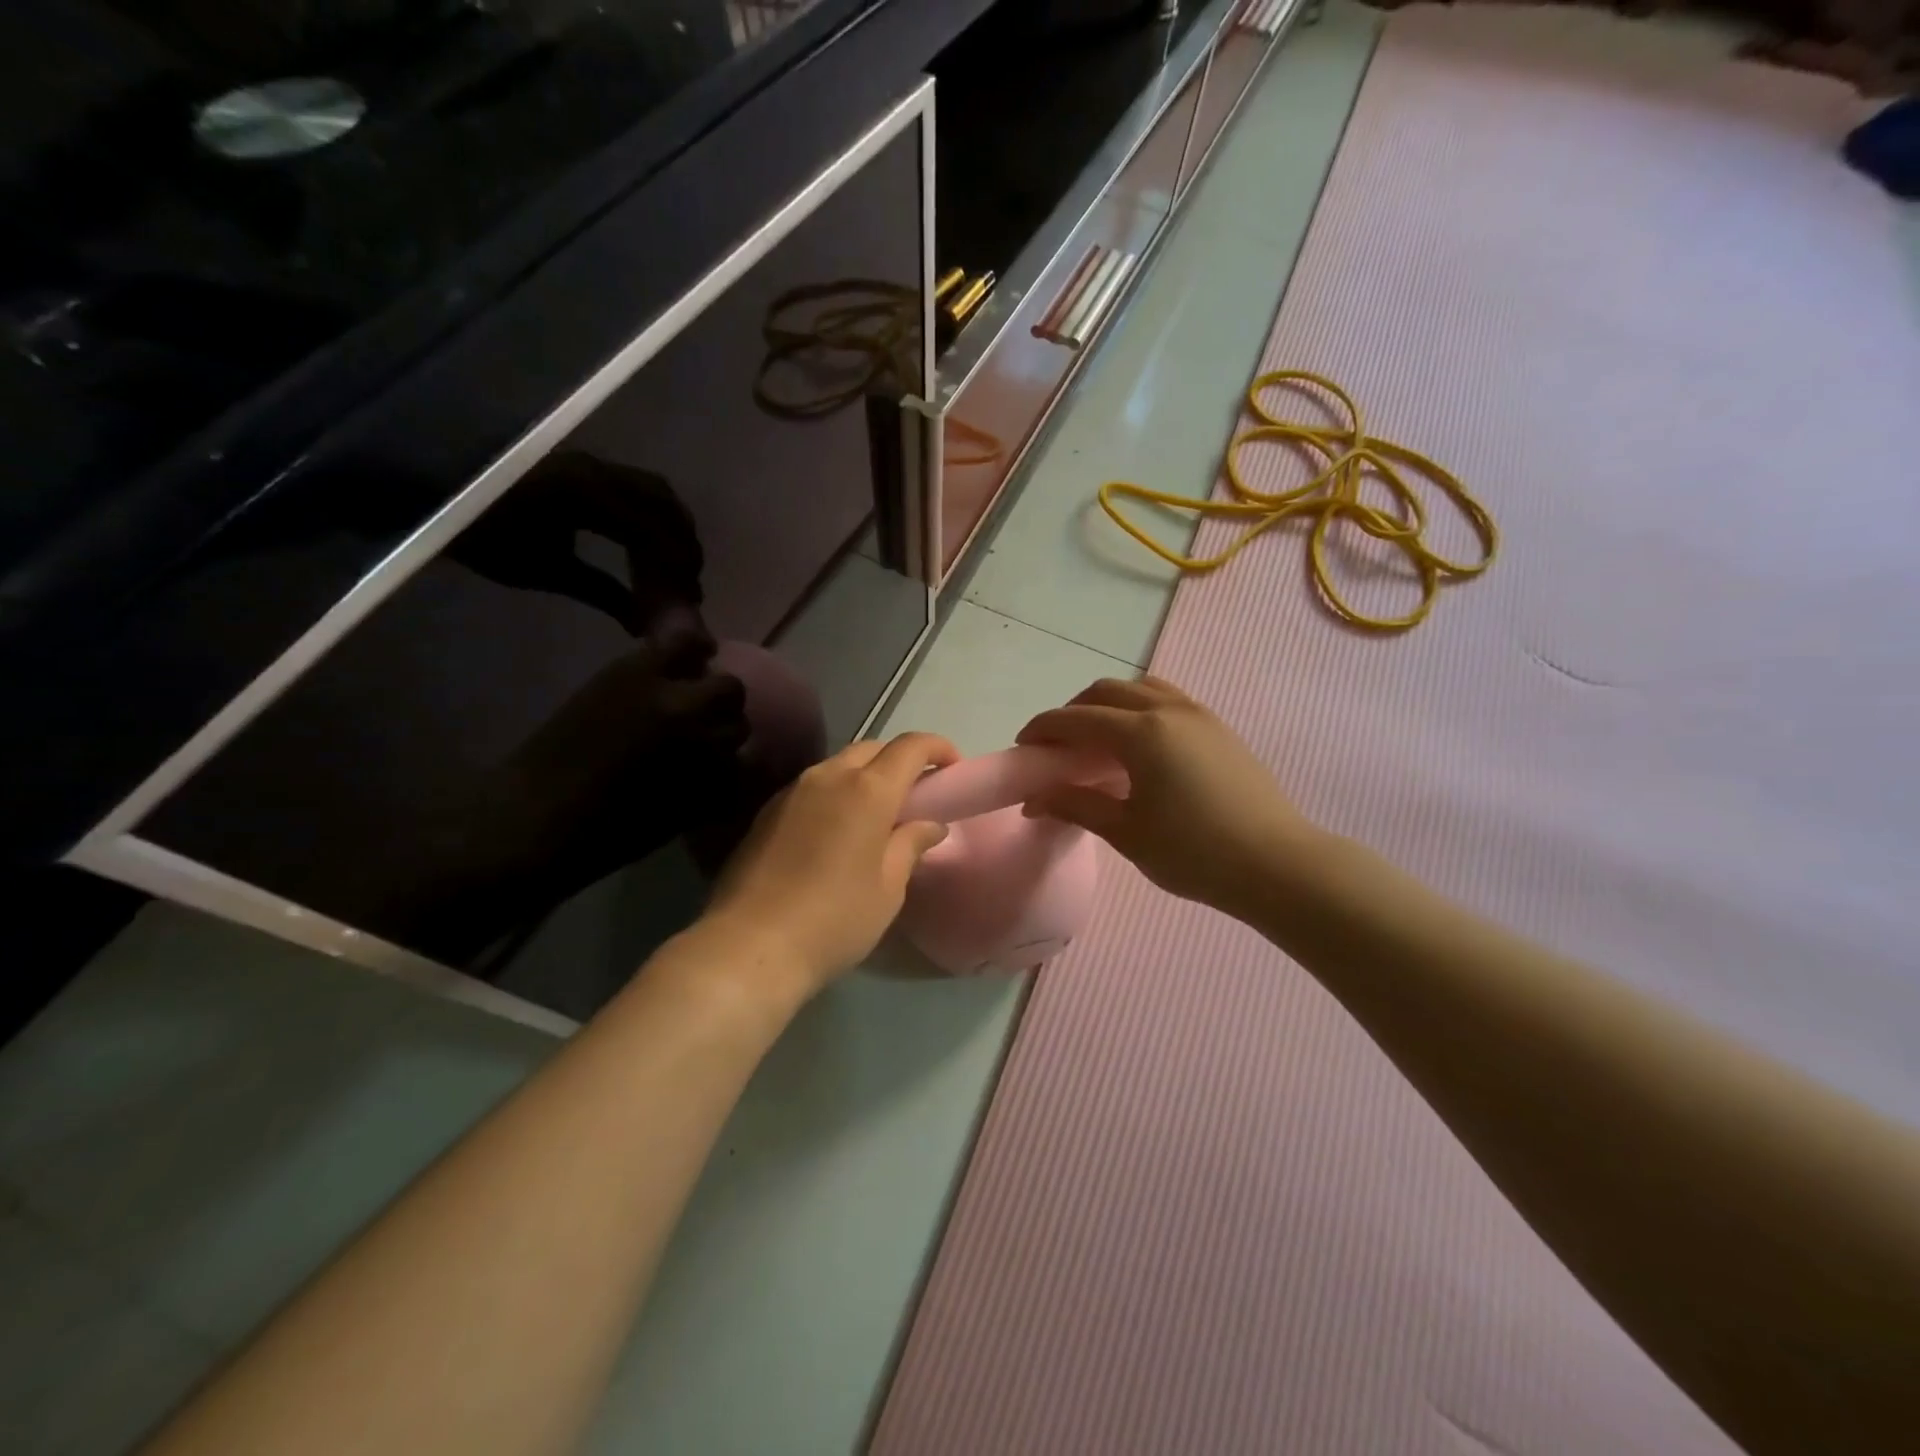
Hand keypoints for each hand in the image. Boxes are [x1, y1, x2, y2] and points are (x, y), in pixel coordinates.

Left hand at [700, 732, 959, 996]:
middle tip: (917, 793)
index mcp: (867, 790)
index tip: (953, 768)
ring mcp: (792, 791)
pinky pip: (813, 786)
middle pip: (872, 748)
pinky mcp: (768, 812)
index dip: (937, 748)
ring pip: (839, 764)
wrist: (749, 946)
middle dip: (900, 760)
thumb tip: (929, 824)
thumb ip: (910, 845)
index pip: (910, 747)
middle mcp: (828, 776)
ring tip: (878, 813)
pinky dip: (836, 793)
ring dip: (865, 775)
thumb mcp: (888, 888)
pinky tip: (838, 830)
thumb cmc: (835, 919)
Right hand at [1017, 677, 1320, 919]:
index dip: (1043, 728)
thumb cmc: (1194, 853)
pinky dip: (1139, 708)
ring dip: (1109, 703)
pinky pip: (1167, 699)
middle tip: (1057, 745)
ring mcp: (1199, 714)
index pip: (1077, 719)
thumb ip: (1077, 806)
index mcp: (1141, 733)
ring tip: (1097, 739)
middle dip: (1073, 711)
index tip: (1023, 746)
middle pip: (1107, 691)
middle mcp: (1168, 710)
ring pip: (1141, 688)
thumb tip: (1035, 800)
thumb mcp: (1127, 833)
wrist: (1277, 864)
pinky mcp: (1219, 727)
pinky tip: (1139, 745)